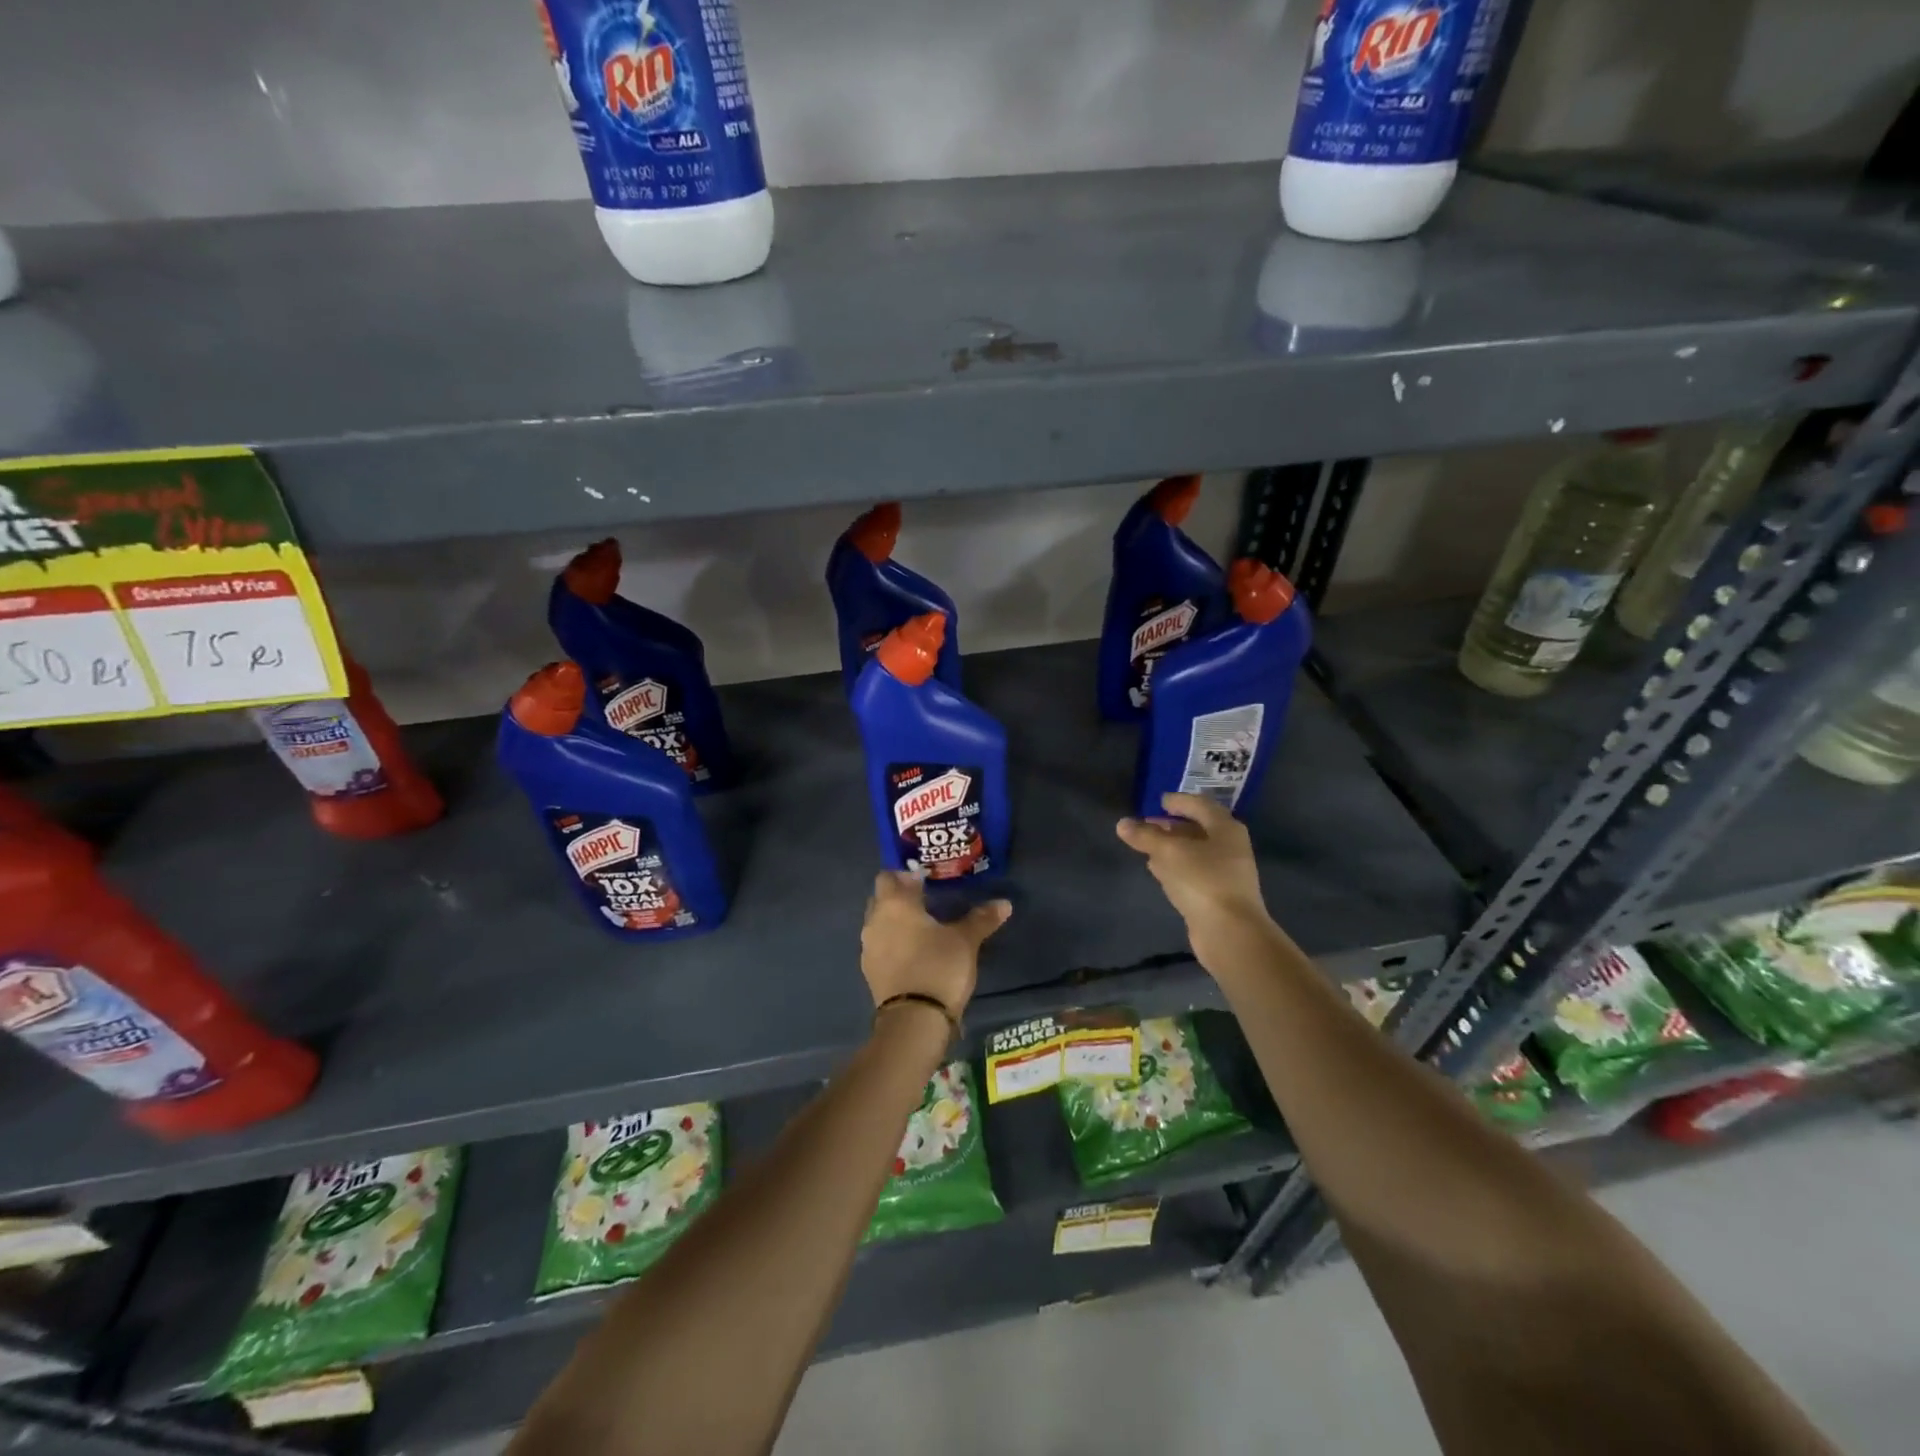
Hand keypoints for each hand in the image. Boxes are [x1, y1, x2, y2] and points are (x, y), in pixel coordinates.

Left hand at [860, 872, 1010, 1019]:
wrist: (914, 1020)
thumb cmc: (938, 966)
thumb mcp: (965, 940)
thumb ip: (981, 918)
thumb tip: (1004, 903)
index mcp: (894, 904)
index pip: (889, 876)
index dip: (906, 875)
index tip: (927, 880)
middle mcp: (874, 921)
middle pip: (881, 898)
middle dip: (900, 896)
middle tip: (927, 900)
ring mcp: (869, 948)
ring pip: (879, 923)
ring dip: (896, 921)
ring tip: (924, 928)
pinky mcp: (870, 972)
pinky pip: (881, 947)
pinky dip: (894, 944)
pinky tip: (915, 952)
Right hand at [1116, 793, 1274, 968]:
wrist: (1230, 933)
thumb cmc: (1203, 880)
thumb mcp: (1169, 852)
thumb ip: (1145, 836)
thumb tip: (1122, 824)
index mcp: (1225, 828)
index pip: (1200, 805)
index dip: (1179, 801)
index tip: (1159, 801)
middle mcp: (1229, 847)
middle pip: (1197, 829)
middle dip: (1171, 826)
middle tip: (1146, 824)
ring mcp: (1225, 873)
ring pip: (1194, 852)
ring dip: (1171, 847)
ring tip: (1146, 845)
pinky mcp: (1216, 895)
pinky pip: (1192, 872)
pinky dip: (1174, 866)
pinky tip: (1157, 869)